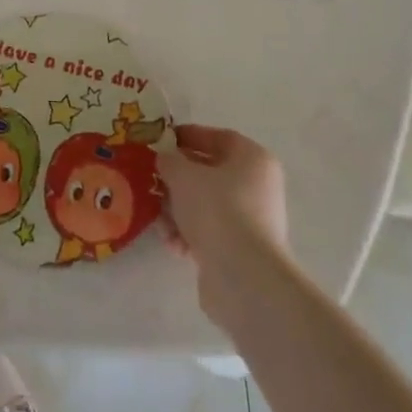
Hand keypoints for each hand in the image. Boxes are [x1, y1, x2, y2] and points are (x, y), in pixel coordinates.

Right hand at [158, 125, 289, 323]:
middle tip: (153, 179)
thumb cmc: (216, 208)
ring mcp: (253, 221)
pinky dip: (189, 234)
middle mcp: (258, 187)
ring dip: (179, 210)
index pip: (219, 138)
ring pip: (207, 205)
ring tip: (158, 218)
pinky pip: (210, 233)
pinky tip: (172, 243)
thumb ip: (169, 161)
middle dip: (179, 178)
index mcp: (253, 159)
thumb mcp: (182, 175)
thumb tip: (166, 161)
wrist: (242, 275)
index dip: (189, 136)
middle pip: (211, 174)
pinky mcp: (242, 251)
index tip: (162, 141)